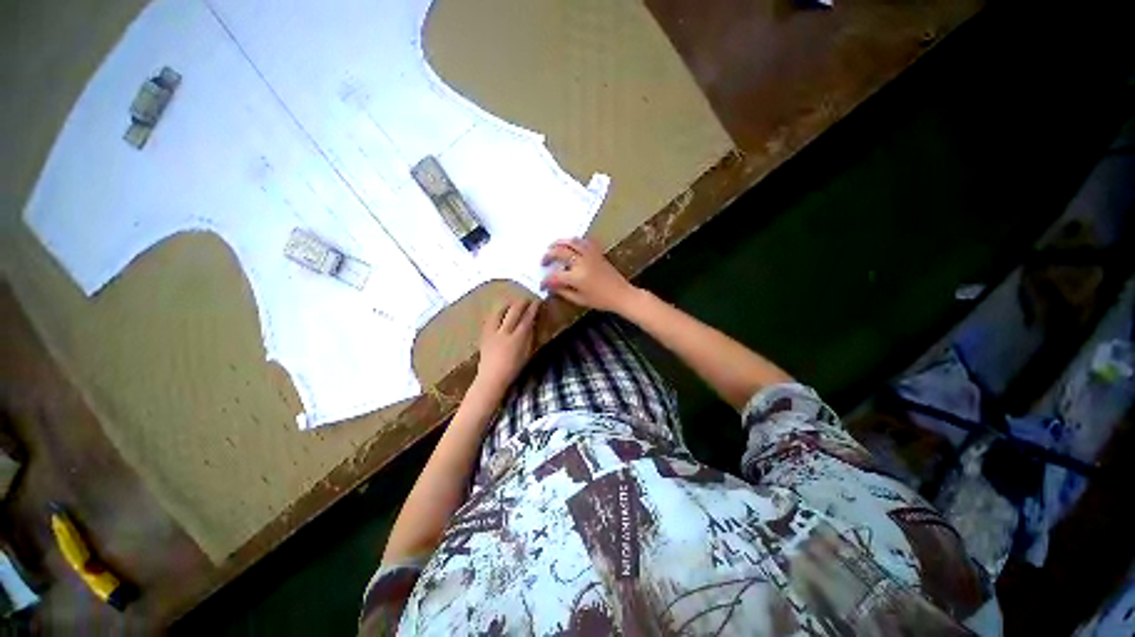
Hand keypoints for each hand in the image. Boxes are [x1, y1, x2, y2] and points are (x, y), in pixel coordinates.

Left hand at [476, 298, 538, 392]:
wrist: (491, 378)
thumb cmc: (513, 369)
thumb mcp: (527, 353)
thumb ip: (529, 337)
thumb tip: (532, 323)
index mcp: (518, 338)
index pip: (527, 318)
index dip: (533, 308)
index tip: (537, 301)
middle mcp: (505, 332)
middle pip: (514, 312)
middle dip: (522, 303)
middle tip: (527, 299)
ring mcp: (492, 332)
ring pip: (501, 312)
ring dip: (509, 305)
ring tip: (514, 303)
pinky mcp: (484, 334)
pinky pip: (491, 318)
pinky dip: (498, 313)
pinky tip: (501, 312)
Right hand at [541, 238, 635, 312]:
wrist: (621, 294)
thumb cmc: (600, 300)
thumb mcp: (579, 299)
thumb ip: (563, 291)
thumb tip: (551, 286)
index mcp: (576, 277)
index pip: (555, 275)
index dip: (546, 280)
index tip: (542, 284)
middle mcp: (582, 262)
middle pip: (560, 252)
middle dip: (548, 255)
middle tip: (543, 261)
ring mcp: (590, 255)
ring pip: (571, 242)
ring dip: (559, 242)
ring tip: (552, 247)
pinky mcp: (597, 252)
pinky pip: (584, 241)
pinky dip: (575, 241)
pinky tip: (570, 244)